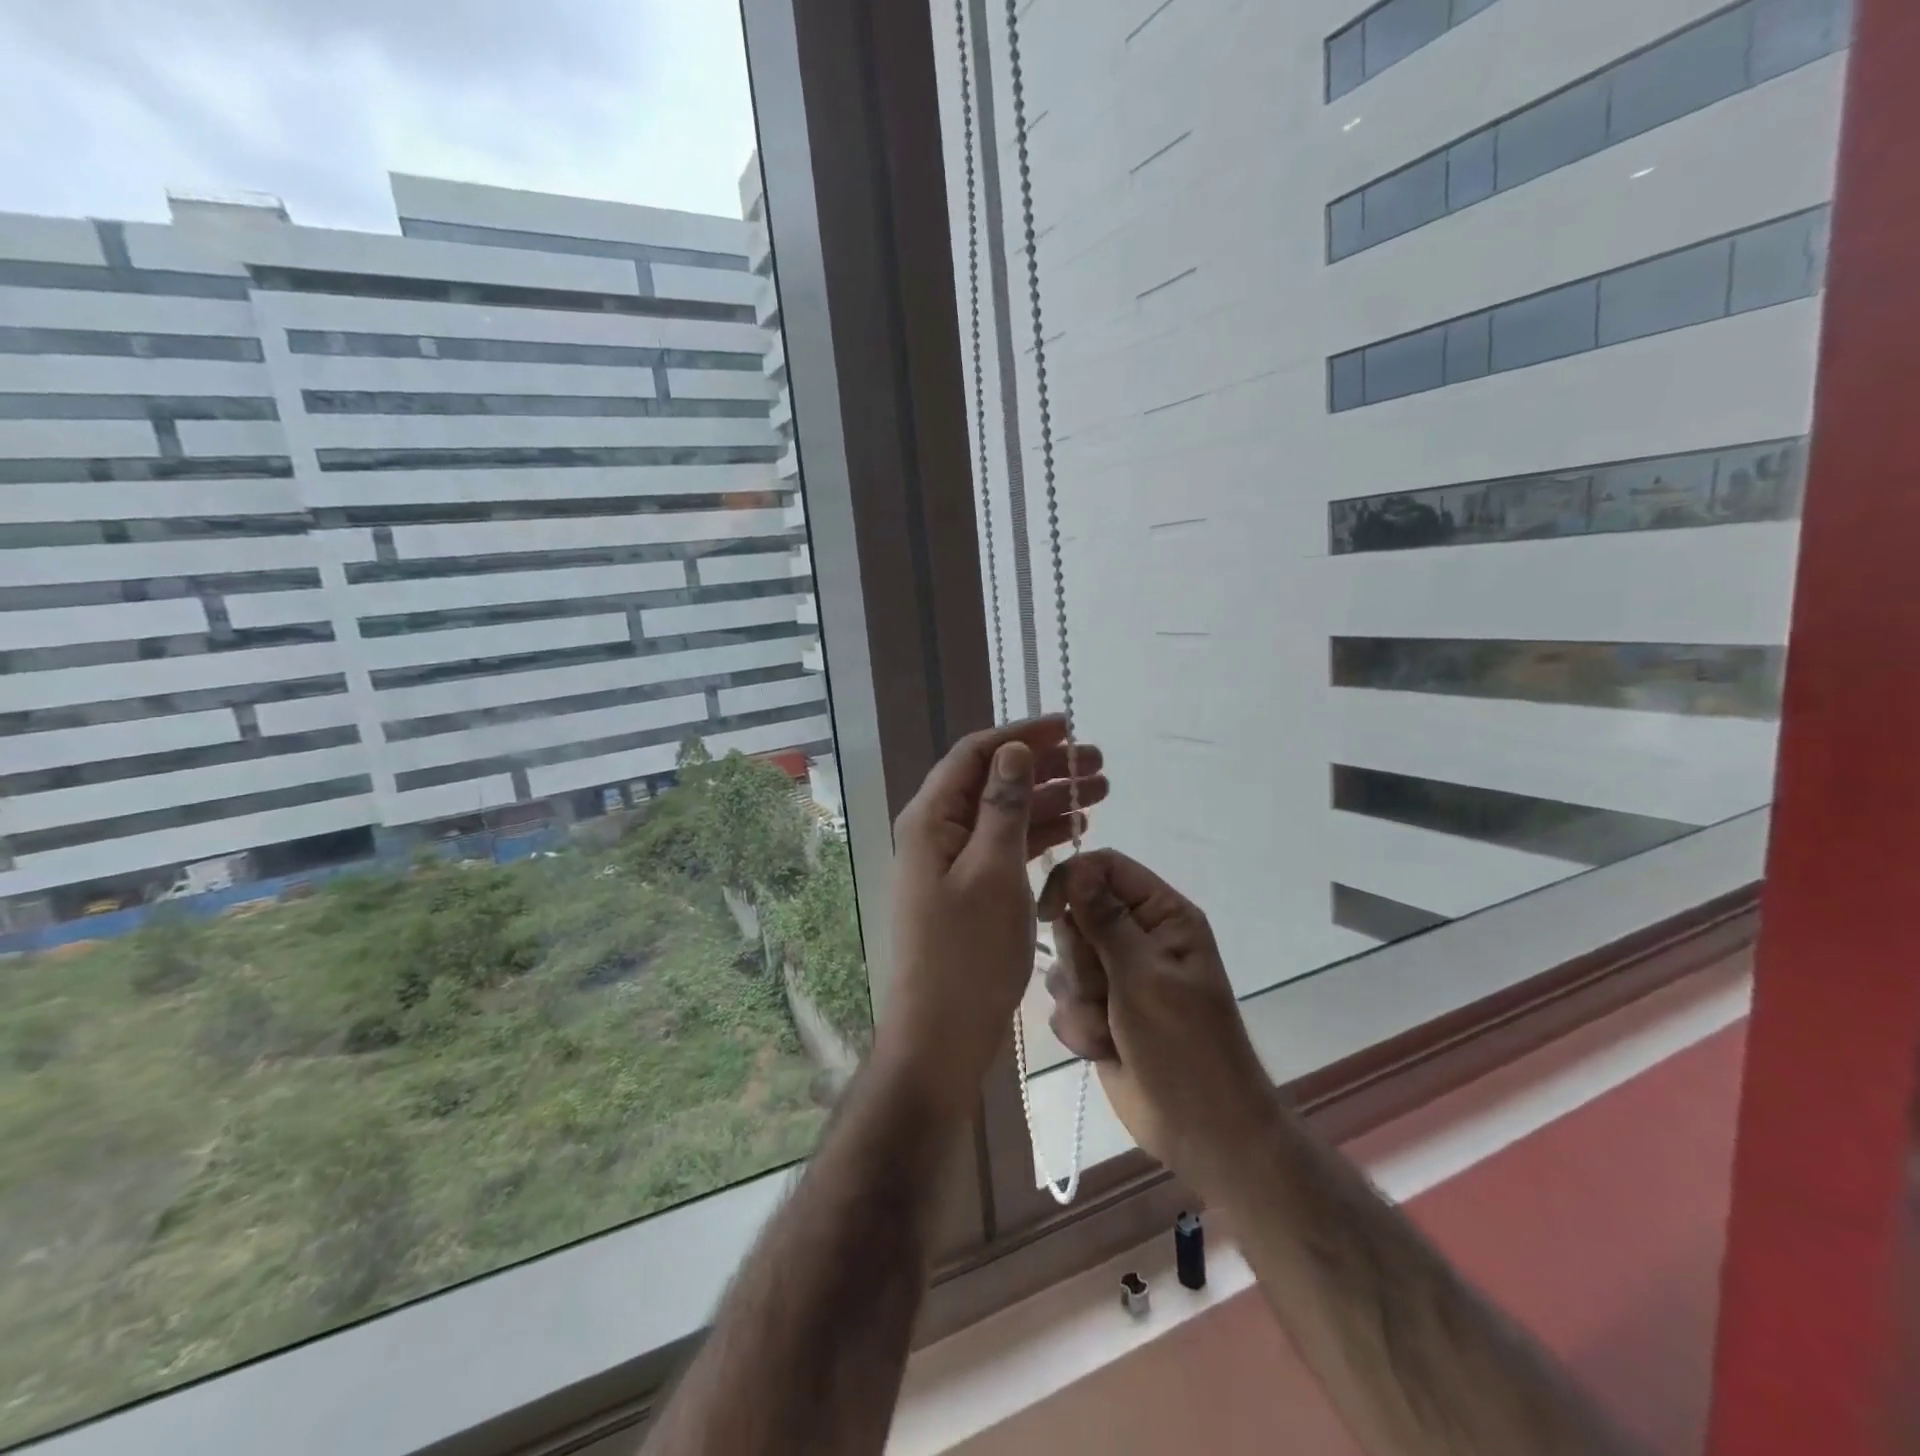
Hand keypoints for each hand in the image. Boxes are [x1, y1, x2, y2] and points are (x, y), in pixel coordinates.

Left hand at [875, 715, 1108, 1120]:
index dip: (1022, 734)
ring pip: (1006, 814)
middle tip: (1098, 763)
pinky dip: (1040, 834)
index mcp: (932, 819)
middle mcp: (938, 832)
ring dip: (1050, 800)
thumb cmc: (967, 952)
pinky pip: (1007, 846)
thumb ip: (1004, 807)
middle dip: (1044, 767)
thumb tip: (1012, 749)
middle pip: (994, 781)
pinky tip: (1078, 829)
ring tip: (1102, 791)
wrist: (942, 1034)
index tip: (1068, 725)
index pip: (977, 754)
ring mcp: (953, 862)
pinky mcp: (970, 888)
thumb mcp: (992, 871)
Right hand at [1039, 849, 1275, 1201]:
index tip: (1048, 913)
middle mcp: (1137, 938)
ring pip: (1064, 961)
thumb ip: (1105, 919)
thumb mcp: (1144, 976)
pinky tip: (1104, 1048)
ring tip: (1109, 1028)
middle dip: (1080, 958)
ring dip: (1079, 999)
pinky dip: (1079, 1026)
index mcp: (1162, 916)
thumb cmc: (1183, 1046)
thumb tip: (1076, 868)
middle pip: (1077, 915)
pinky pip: (1063, 999)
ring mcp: (1116, 976)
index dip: (1072, 881)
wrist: (1200, 1131)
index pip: (1105, 868)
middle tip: (1104, 989)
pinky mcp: (1099, 1011)